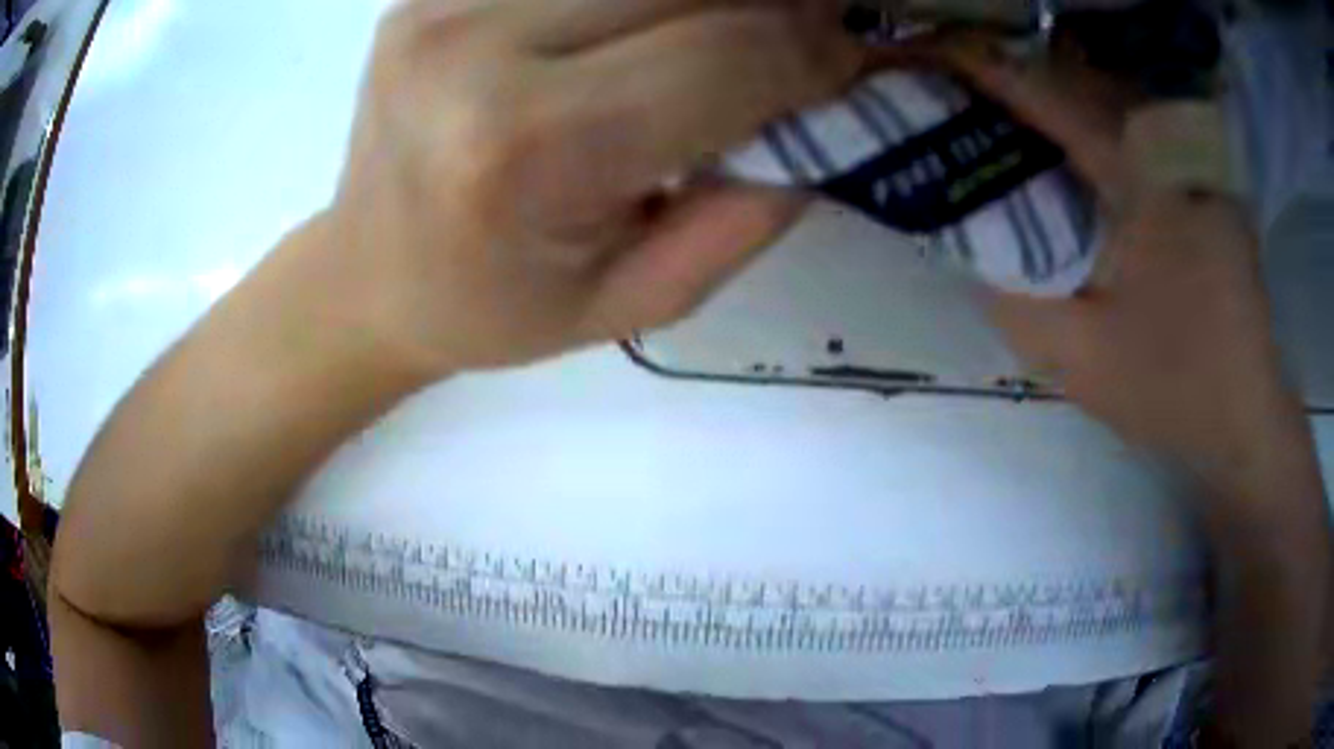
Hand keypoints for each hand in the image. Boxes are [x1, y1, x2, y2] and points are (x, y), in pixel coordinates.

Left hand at [320, 0, 860, 375]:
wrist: (370, 276)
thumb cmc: (495, 307)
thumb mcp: (636, 301)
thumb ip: (750, 207)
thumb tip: (830, 104)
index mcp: (527, 147)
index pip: (727, 54)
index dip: (815, 53)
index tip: (851, 63)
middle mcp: (476, 47)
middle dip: (778, 4)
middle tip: (809, 28)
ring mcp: (442, 1)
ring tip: (732, 26)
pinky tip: (648, 18)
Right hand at [941, 39, 1300, 489]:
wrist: (1245, 424)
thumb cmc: (1173, 394)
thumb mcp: (1080, 359)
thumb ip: (1014, 298)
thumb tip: (968, 244)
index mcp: (1145, 182)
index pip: (1051, 96)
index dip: (985, 70)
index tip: (929, 55)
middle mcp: (1172, 154)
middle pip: (1077, 89)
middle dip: (1013, 84)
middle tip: (958, 97)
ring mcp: (1195, 168)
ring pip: (1108, 110)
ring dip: (1052, 109)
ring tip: (1000, 124)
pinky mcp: (1205, 190)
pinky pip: (1135, 141)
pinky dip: (1093, 139)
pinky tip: (1069, 164)